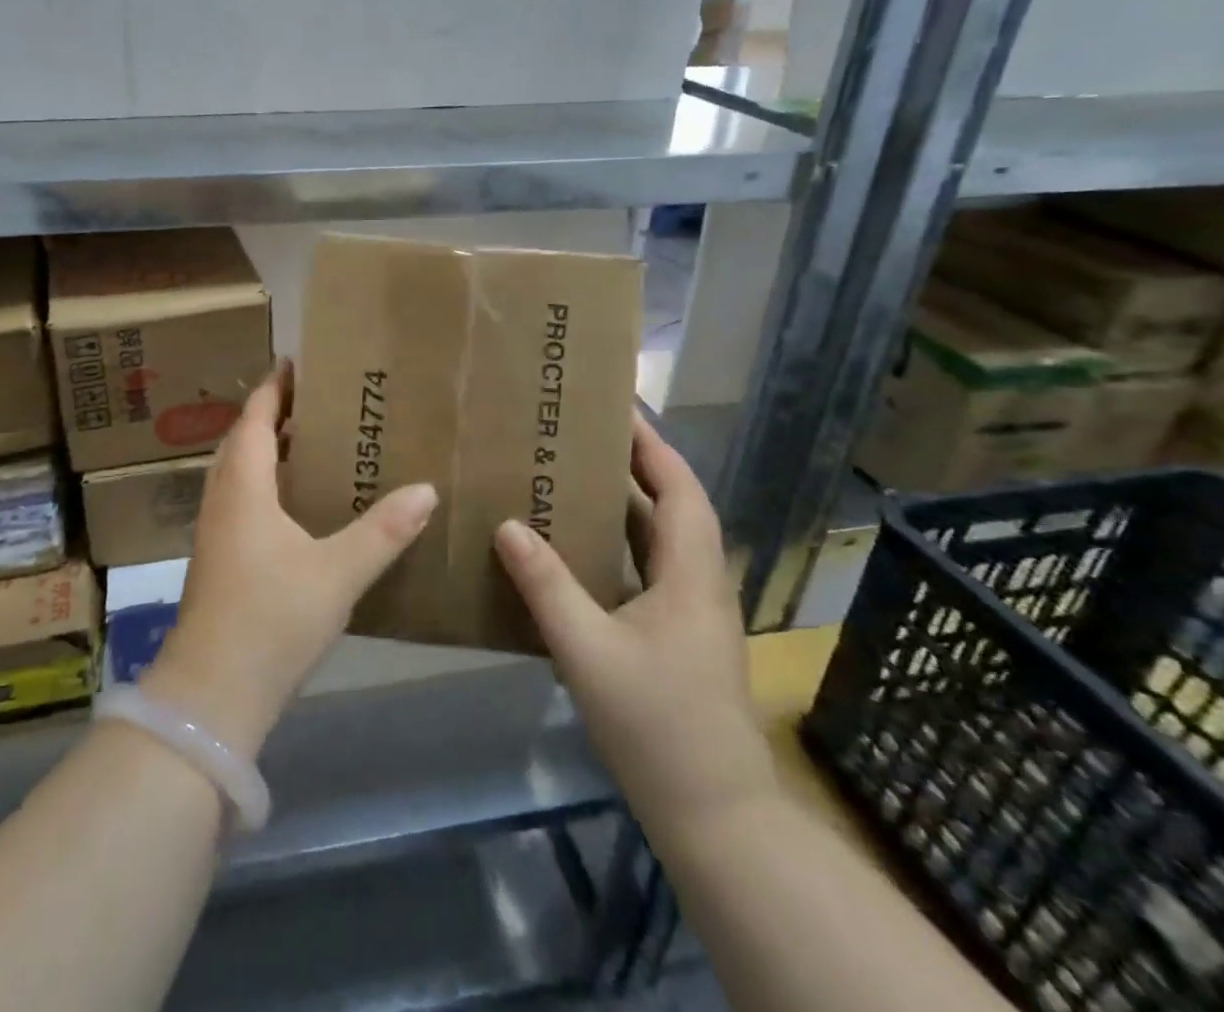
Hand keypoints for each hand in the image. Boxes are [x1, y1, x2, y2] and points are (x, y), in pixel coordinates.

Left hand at [143, 365, 437, 758]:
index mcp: (244, 487)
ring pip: (243, 474)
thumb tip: (426, 489)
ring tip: (316, 444)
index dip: (274, 388)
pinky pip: (245, 502)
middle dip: (276, 416)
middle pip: (245, 441)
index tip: (296, 362)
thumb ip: (383, 531)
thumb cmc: (271, 619)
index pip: (256, 419)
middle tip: (320, 401)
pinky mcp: (220, 561)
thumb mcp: (337, 572)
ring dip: (272, 452)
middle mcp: (224, 500)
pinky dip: (270, 487)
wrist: (212, 694)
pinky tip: (301, 507)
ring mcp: (217, 533)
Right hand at [493, 411, 777, 842]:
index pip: (679, 489)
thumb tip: (508, 525)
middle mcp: (698, 584)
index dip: (652, 445)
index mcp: (690, 575)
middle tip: (580, 434)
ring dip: (623, 504)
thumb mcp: (588, 651)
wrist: (715, 816)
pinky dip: (615, 545)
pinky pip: (645, 570)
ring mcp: (689, 613)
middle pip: (671, 506)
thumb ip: (547, 585)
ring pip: (658, 540)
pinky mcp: (676, 637)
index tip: (617, 408)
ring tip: (570, 477)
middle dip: (633, 465)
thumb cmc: (657, 725)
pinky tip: (574, 550)